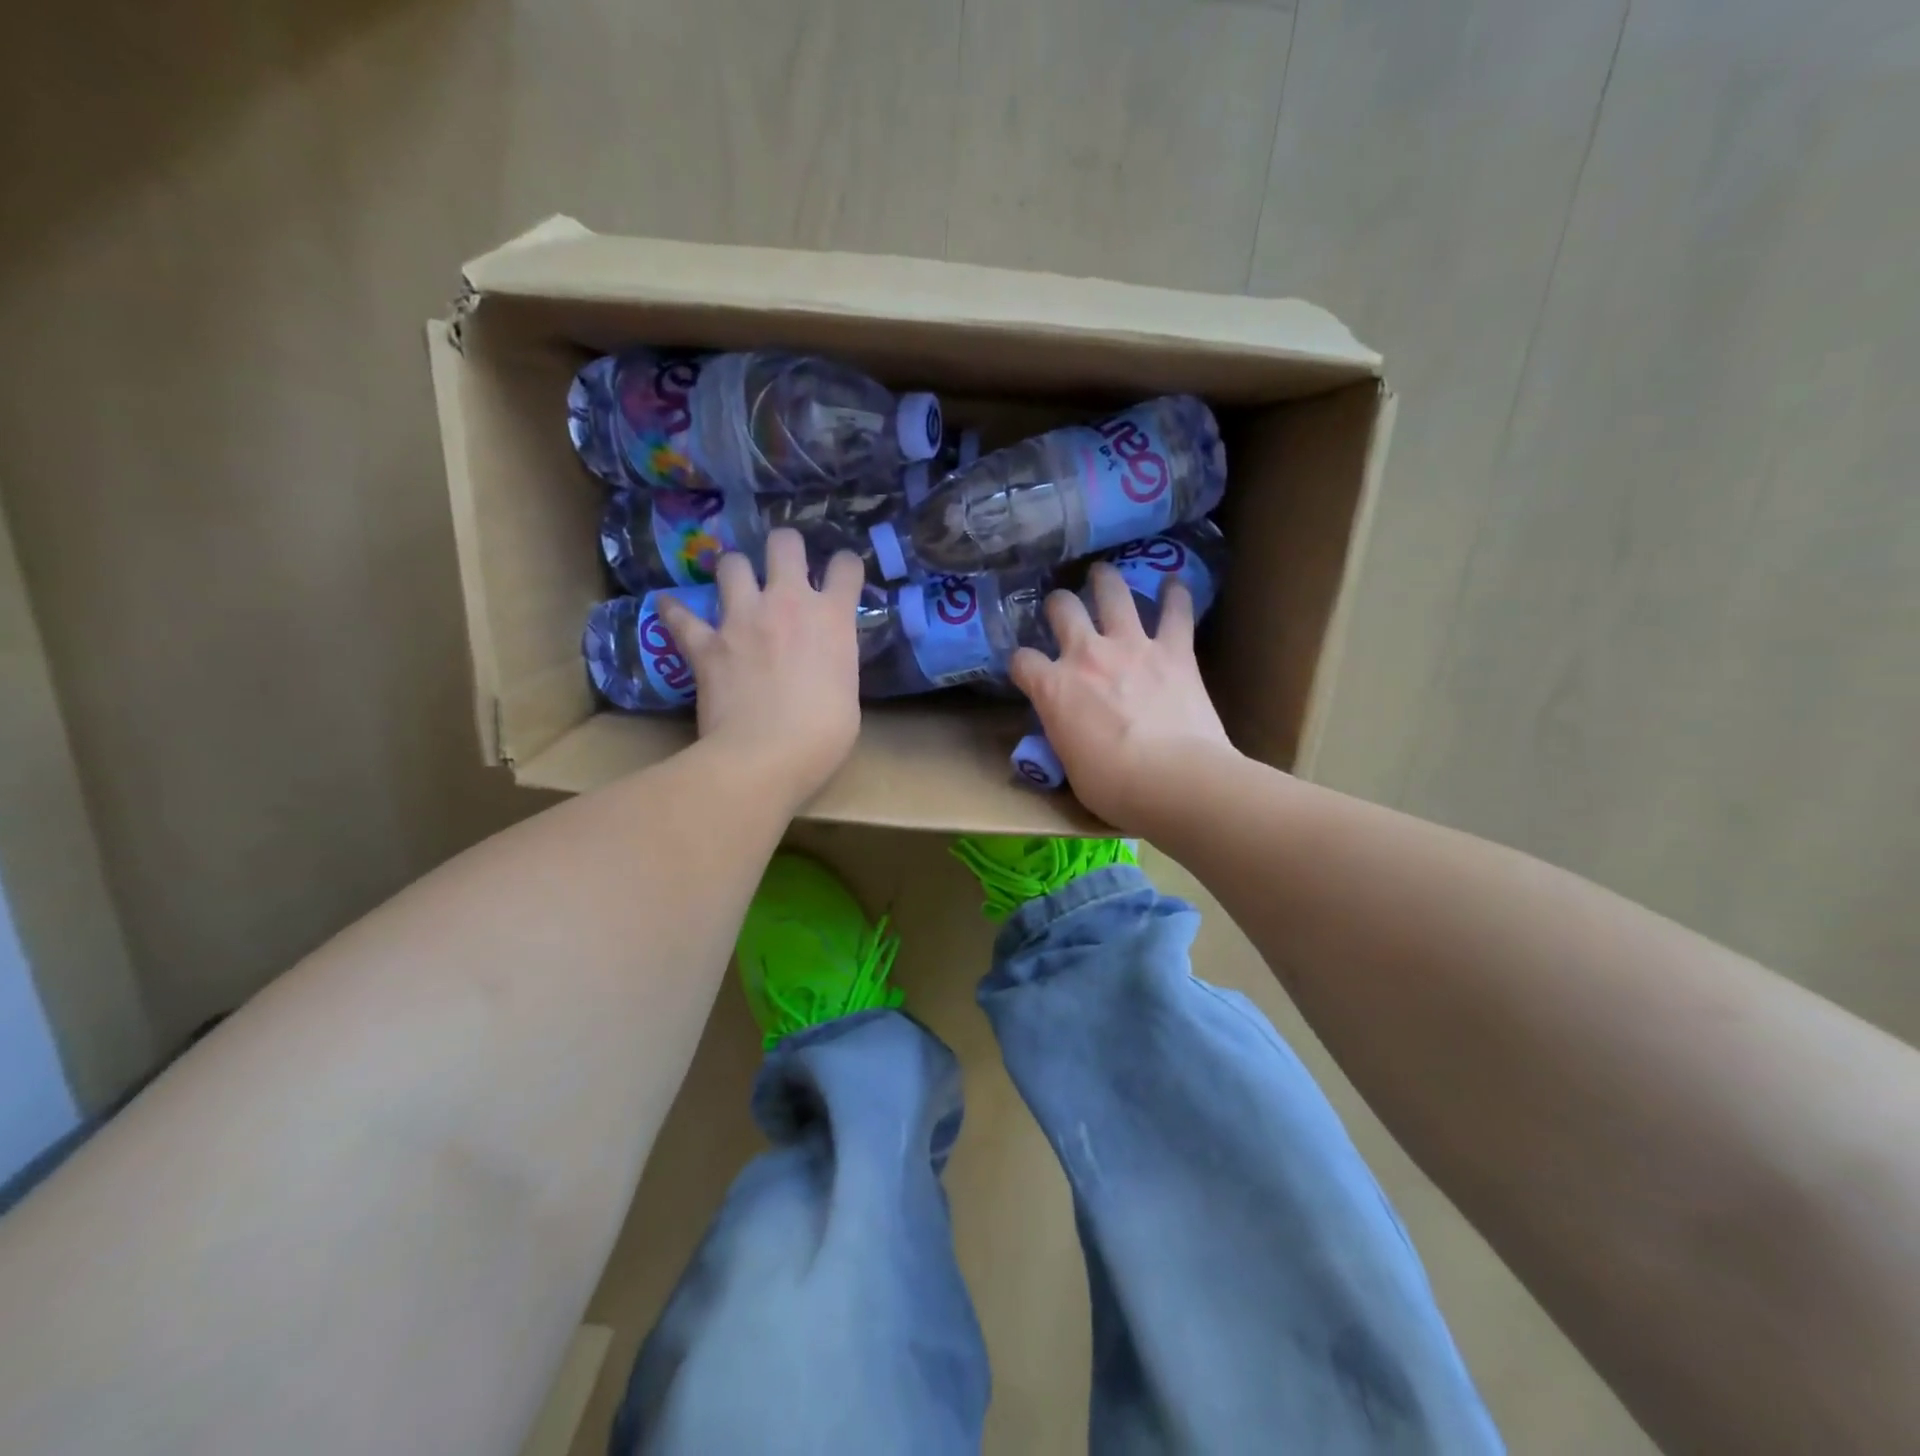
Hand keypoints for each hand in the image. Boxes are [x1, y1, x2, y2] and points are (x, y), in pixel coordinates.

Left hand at [655, 530, 863, 805]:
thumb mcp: (848, 694)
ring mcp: (742, 619)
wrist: (766, 756)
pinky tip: (671, 609)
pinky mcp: (706, 644)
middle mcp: (788, 604)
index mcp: (832, 619)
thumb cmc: (823, 736)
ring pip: (731, 564)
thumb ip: (835, 664)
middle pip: (783, 543)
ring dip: (734, 571)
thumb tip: (824, 665)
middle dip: (784, 546)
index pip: (847, 567)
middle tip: (783, 565)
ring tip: (735, 586)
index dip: (845, 567)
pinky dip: (676, 612)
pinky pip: (681, 616)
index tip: (841, 575)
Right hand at [1009, 562, 1235, 827]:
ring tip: (1103, 574)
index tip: (1027, 670)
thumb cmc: (1113, 786)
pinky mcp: (1175, 650)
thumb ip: (1064, 736)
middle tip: (1062, 608)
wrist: (1173, 780)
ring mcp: (1132, 646)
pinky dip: (1175, 596)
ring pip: (1113, 592)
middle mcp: (1086, 655)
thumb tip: (1069, 733)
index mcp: (1053, 688)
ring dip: (1106, 580)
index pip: (1021, 661)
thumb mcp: (1069, 766)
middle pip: (1062, 608)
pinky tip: (1174, 584)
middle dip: (1058, 604)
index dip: (1022, 664)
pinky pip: (1176, 611)